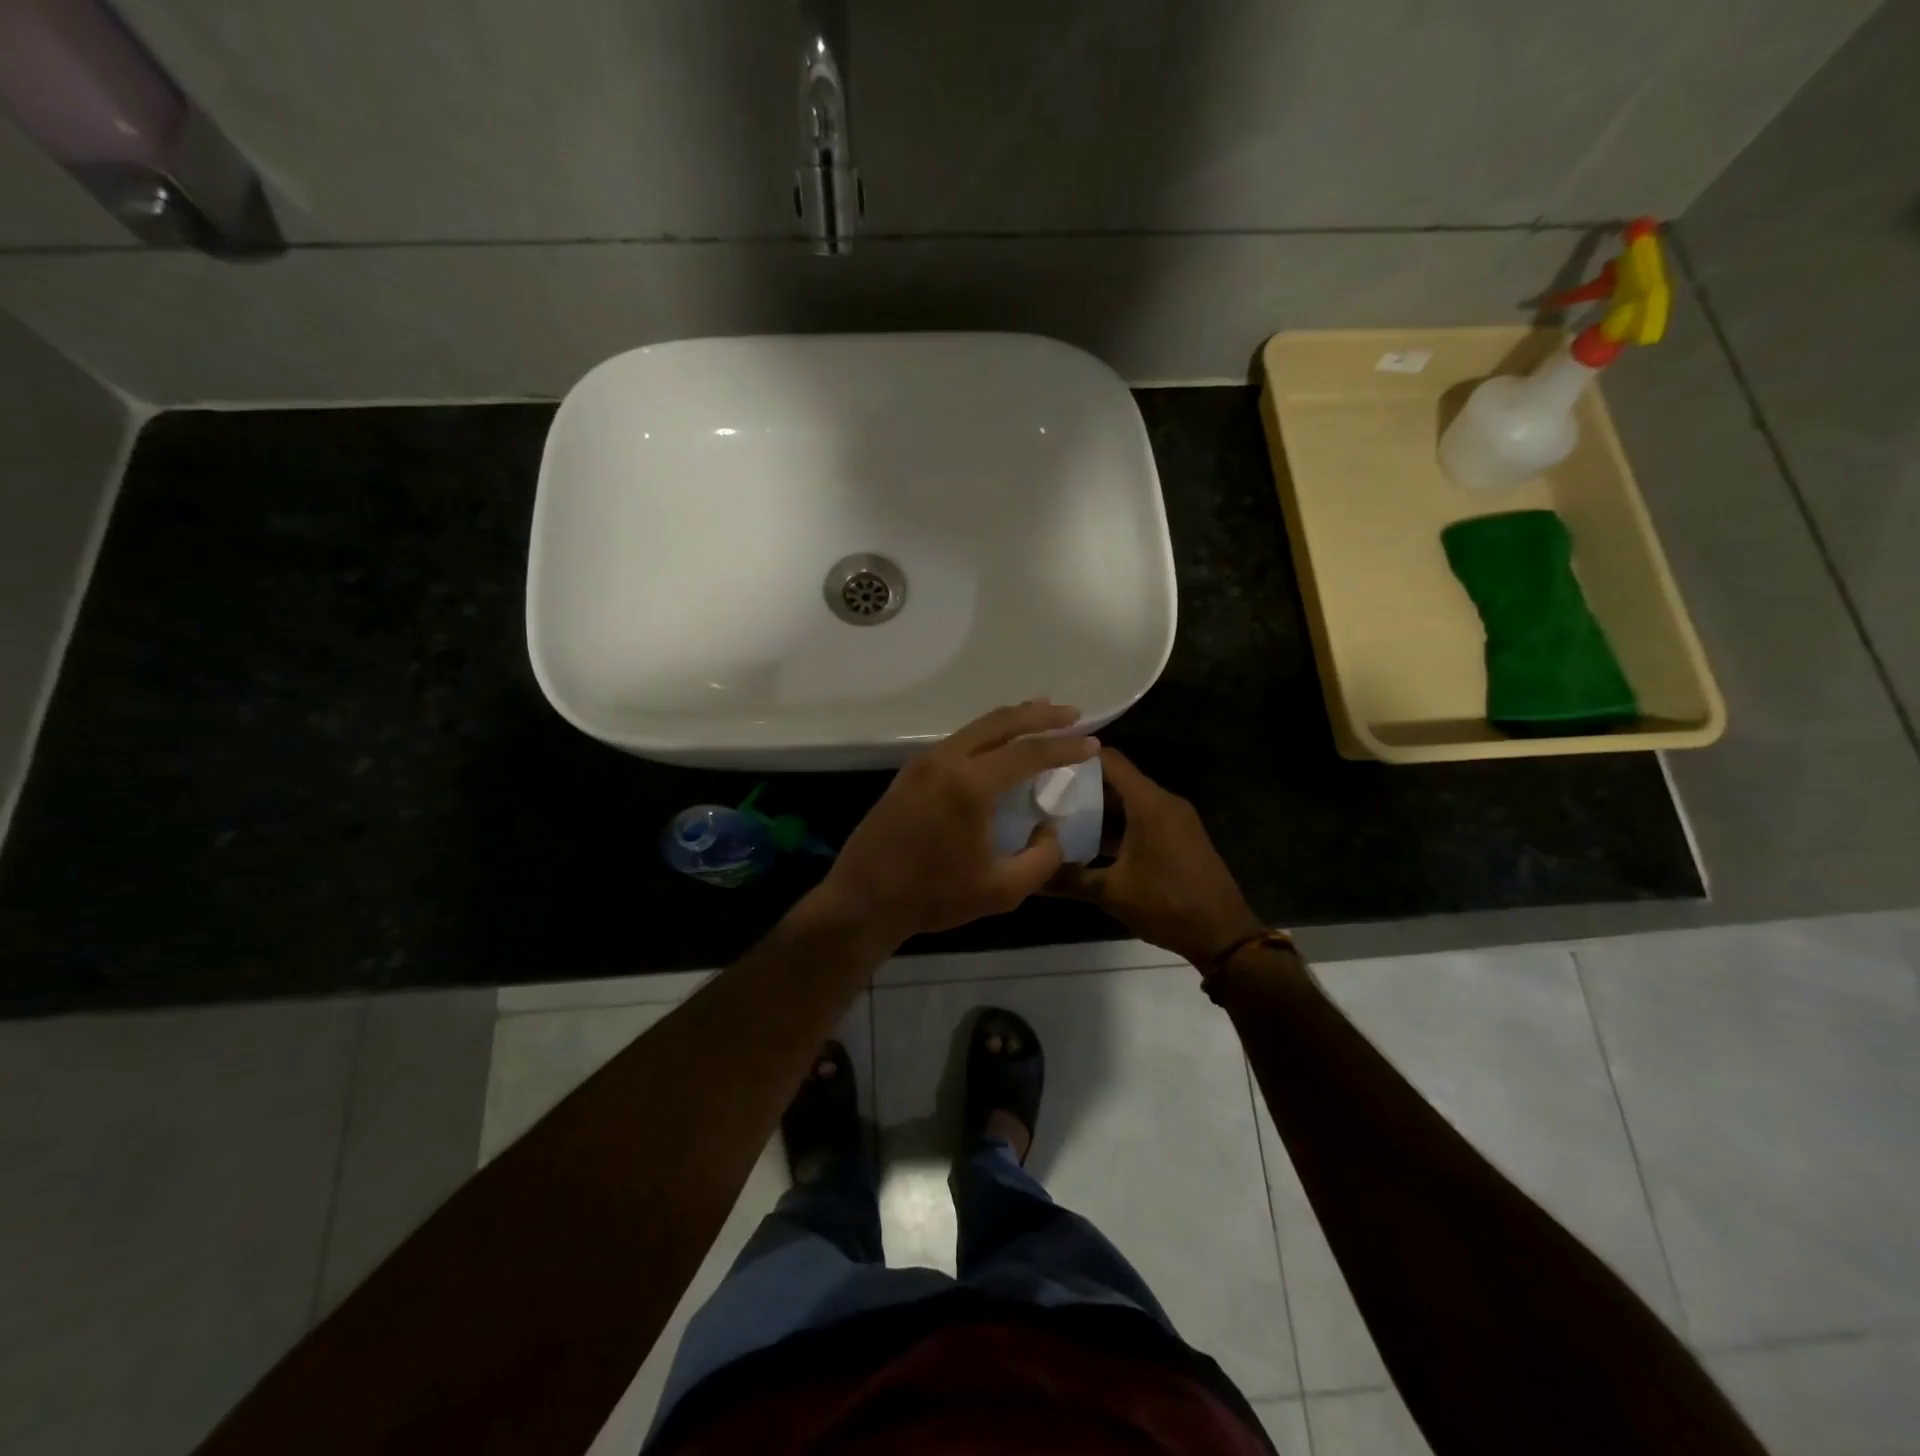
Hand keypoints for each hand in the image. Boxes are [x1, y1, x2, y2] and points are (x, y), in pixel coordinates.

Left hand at [817, 700, 1099, 947]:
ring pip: (976, 728)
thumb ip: (1042, 858)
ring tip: (1041, 715)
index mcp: (971, 785)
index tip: (1092, 742)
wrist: (863, 899)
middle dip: (1040, 715)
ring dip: (1012, 720)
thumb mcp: (1002, 890)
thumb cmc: (934, 896)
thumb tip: (1051, 828)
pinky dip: (986, 735)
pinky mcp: (910, 772)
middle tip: (1072, 713)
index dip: (1065, 746)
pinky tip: (998, 745)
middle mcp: (946, 760)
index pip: (1029, 753)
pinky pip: (958, 741)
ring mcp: (924, 763)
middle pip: (1001, 723)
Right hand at [1047, 747, 1261, 968]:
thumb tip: (1031, 877)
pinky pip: (1142, 816)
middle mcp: (1164, 802)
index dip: (1078, 756)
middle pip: (1118, 779)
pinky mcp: (1179, 836)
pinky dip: (1117, 823)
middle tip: (1044, 792)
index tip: (1045, 760)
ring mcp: (1175, 819)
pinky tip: (1089, 841)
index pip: (1110, 760)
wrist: (1222, 934)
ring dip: (1099, 807)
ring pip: (1129, 800)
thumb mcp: (1111, 893)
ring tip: (1058, 815)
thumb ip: (1069, 879)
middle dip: (1082, 784)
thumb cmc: (1166, 904)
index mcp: (1149, 803)